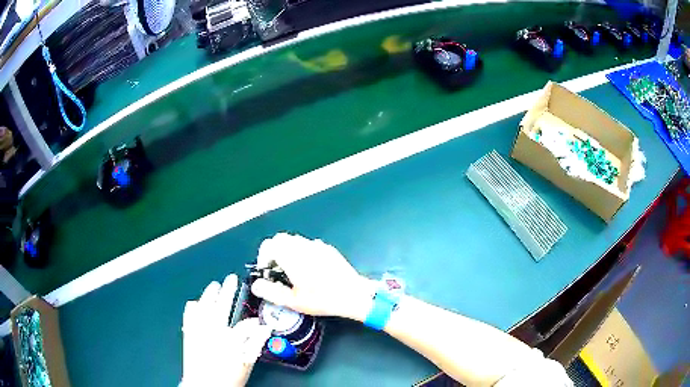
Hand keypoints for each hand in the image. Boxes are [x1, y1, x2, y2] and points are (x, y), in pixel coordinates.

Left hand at [182, 274, 271, 386]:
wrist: (203, 386)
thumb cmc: (227, 377)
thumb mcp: (246, 362)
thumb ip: (255, 344)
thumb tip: (264, 327)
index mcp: (230, 340)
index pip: (245, 325)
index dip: (253, 321)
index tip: (257, 318)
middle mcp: (213, 331)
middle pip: (221, 306)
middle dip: (228, 291)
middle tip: (231, 278)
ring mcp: (198, 330)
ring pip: (203, 306)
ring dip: (209, 294)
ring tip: (214, 285)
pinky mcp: (189, 333)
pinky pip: (189, 315)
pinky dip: (193, 307)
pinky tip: (195, 303)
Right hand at [250, 233, 374, 321]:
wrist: (353, 295)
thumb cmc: (323, 299)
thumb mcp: (293, 301)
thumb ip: (271, 292)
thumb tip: (256, 286)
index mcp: (292, 256)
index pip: (269, 244)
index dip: (263, 257)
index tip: (267, 270)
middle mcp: (303, 246)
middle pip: (280, 239)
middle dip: (274, 253)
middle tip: (277, 271)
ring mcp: (317, 246)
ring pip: (295, 240)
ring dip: (288, 251)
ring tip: (292, 271)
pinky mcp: (328, 249)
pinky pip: (309, 245)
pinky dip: (302, 252)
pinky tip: (309, 270)